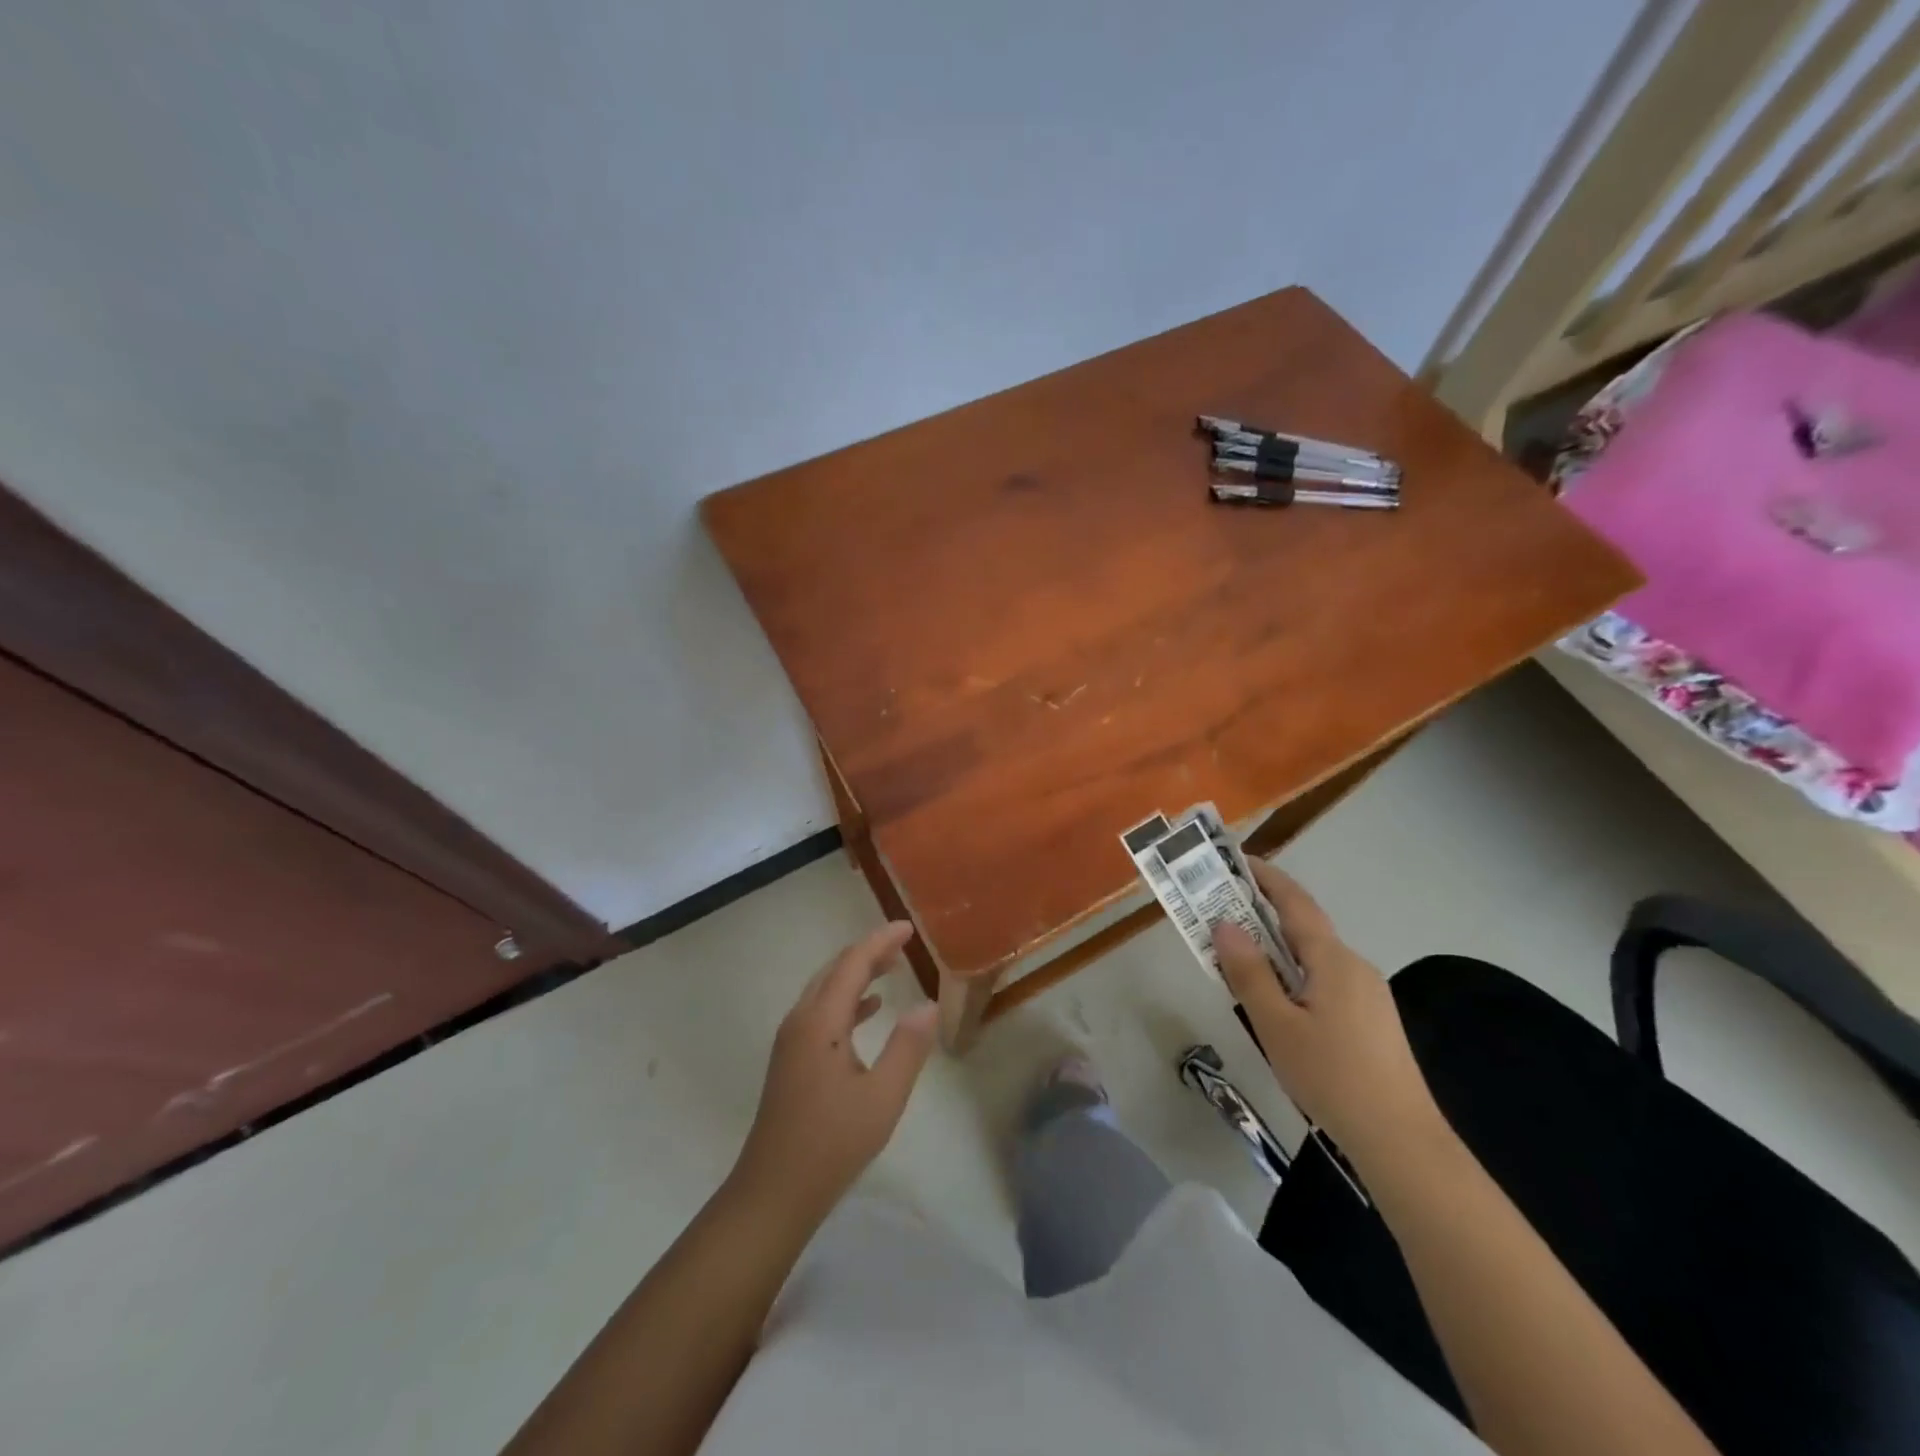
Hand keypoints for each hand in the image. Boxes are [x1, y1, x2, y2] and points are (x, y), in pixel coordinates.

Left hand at [733, 922, 939, 1220]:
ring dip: (857, 974)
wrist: (773, 1192)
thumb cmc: (831, 1143)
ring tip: (892, 968)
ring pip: (826, 990)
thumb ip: (908, 1047)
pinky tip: (870, 1009)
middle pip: (835, 970)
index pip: (852, 964)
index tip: (908, 927)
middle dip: (868, 952)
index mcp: (821, 1022)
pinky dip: (847, 1000)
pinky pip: (821, 1012)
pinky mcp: (791, 1059)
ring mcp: (791, 1041)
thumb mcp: (882, 1097)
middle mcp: (801, 1021)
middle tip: (903, 944)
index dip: (880, 941)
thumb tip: (927, 1005)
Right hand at [1212, 861, 1443, 1166]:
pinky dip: (1294, 975)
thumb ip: (1249, 972)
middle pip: (1303, 928)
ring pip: (1313, 958)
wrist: (1401, 1141)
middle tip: (1220, 914)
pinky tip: (1278, 1005)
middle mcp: (1354, 966)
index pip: (1295, 903)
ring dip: (1276, 950)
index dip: (1266, 878)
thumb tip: (1224, 924)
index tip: (1235, 862)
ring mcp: (1368, 994)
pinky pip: (1325, 981)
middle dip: (1263, 915)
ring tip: (1238, 962)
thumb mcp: (1276, 1025)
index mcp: (1333, 960)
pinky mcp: (1372, 1020)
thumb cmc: (1332, 1077)